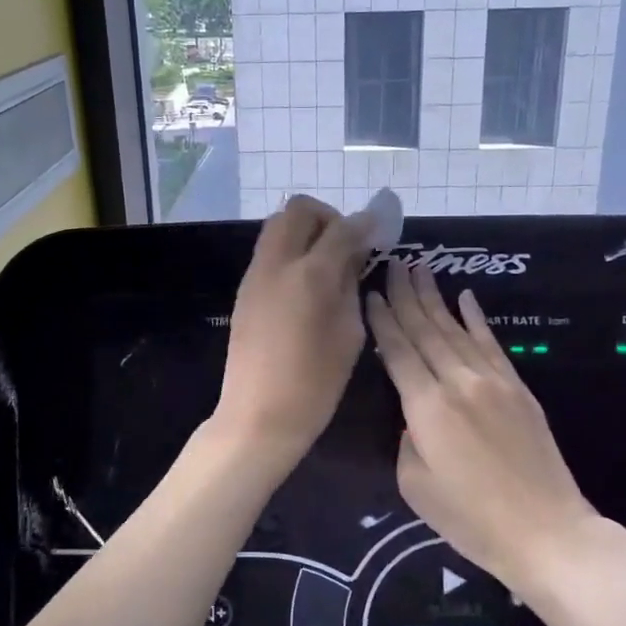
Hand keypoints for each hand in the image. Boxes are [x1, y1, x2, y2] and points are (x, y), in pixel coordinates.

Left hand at [213, 195, 372, 462]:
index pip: (343, 228)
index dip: (365, 223)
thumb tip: (353, 257)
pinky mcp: (245, 289)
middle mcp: (278, 263)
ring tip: (328, 263)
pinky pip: (269, 250)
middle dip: (328, 217)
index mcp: (311, 276)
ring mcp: (256, 274)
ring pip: (278, 225)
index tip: (380, 229)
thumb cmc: (315, 384)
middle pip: (299, 209)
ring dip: (306, 230)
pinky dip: (291, 250)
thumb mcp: (349, 334)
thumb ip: (351, 286)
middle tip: (346, 244)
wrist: (257, 416)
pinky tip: (306, 282)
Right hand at [366, 260, 592, 582]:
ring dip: (435, 297)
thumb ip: (405, 439)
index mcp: (425, 407)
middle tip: (394, 262)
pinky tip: (466, 297)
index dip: (382, 319)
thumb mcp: (415, 485)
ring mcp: (492, 381)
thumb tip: (412, 415)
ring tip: (420, 269)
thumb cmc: (471, 519)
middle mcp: (458, 382)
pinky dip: (476, 318)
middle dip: (405, 294)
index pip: (398, 350)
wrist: (546, 532)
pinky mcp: (518, 388)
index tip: (370, 291)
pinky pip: (492, 343)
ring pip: (456, 329)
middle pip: (425, 329)